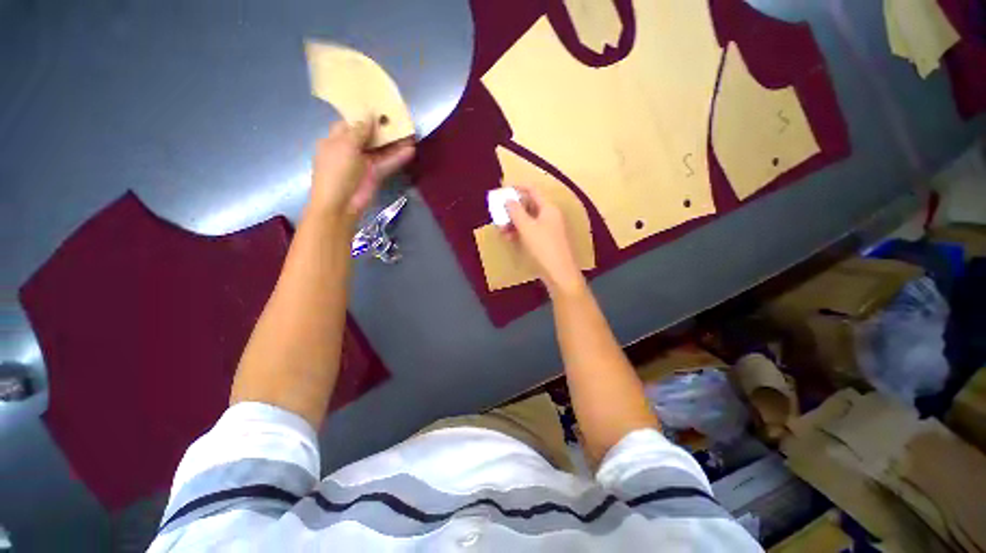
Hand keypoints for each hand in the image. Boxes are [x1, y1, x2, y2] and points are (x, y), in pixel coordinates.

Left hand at [309, 119, 414, 224]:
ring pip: (382, 149)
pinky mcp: (376, 175)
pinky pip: (388, 163)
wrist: (340, 204)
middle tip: (400, 119)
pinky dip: (398, 157)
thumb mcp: (345, 146)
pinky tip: (411, 150)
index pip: (351, 123)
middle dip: (384, 128)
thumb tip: (369, 116)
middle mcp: (351, 149)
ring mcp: (365, 163)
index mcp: (336, 139)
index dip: (365, 116)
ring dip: (395, 142)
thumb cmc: (336, 171)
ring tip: (410, 133)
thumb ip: (359, 130)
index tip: (380, 107)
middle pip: (370, 136)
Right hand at [504, 186, 585, 294]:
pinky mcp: (546, 242)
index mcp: (549, 208)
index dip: (517, 187)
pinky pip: (531, 231)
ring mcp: (549, 230)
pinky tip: (511, 239)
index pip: (532, 190)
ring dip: (514, 223)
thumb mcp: (527, 228)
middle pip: (529, 206)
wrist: (560, 274)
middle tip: (499, 214)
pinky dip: (520, 232)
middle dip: (513, 209)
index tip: (503, 189)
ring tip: (502, 230)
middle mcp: (550, 216)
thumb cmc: (543, 248)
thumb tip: (508, 199)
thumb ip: (516, 211)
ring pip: (529, 220)